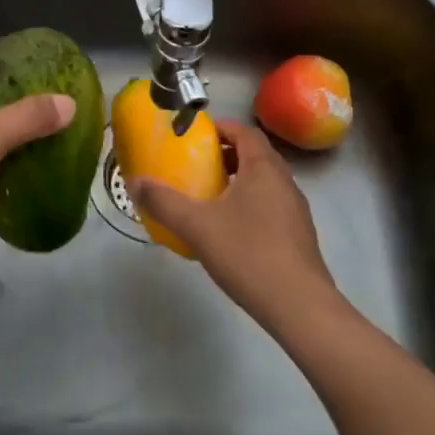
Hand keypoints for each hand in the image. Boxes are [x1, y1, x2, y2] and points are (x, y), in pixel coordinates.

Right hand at [131, 119, 341, 334]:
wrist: (299, 306)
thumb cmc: (248, 253)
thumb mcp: (196, 226)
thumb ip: (164, 202)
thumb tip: (134, 182)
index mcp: (263, 168)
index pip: (245, 132)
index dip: (221, 128)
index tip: (196, 136)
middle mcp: (285, 181)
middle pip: (256, 155)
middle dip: (228, 154)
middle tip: (199, 165)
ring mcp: (296, 210)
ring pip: (265, 182)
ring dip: (240, 181)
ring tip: (211, 197)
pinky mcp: (300, 236)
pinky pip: (272, 206)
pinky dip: (251, 205)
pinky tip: (232, 231)